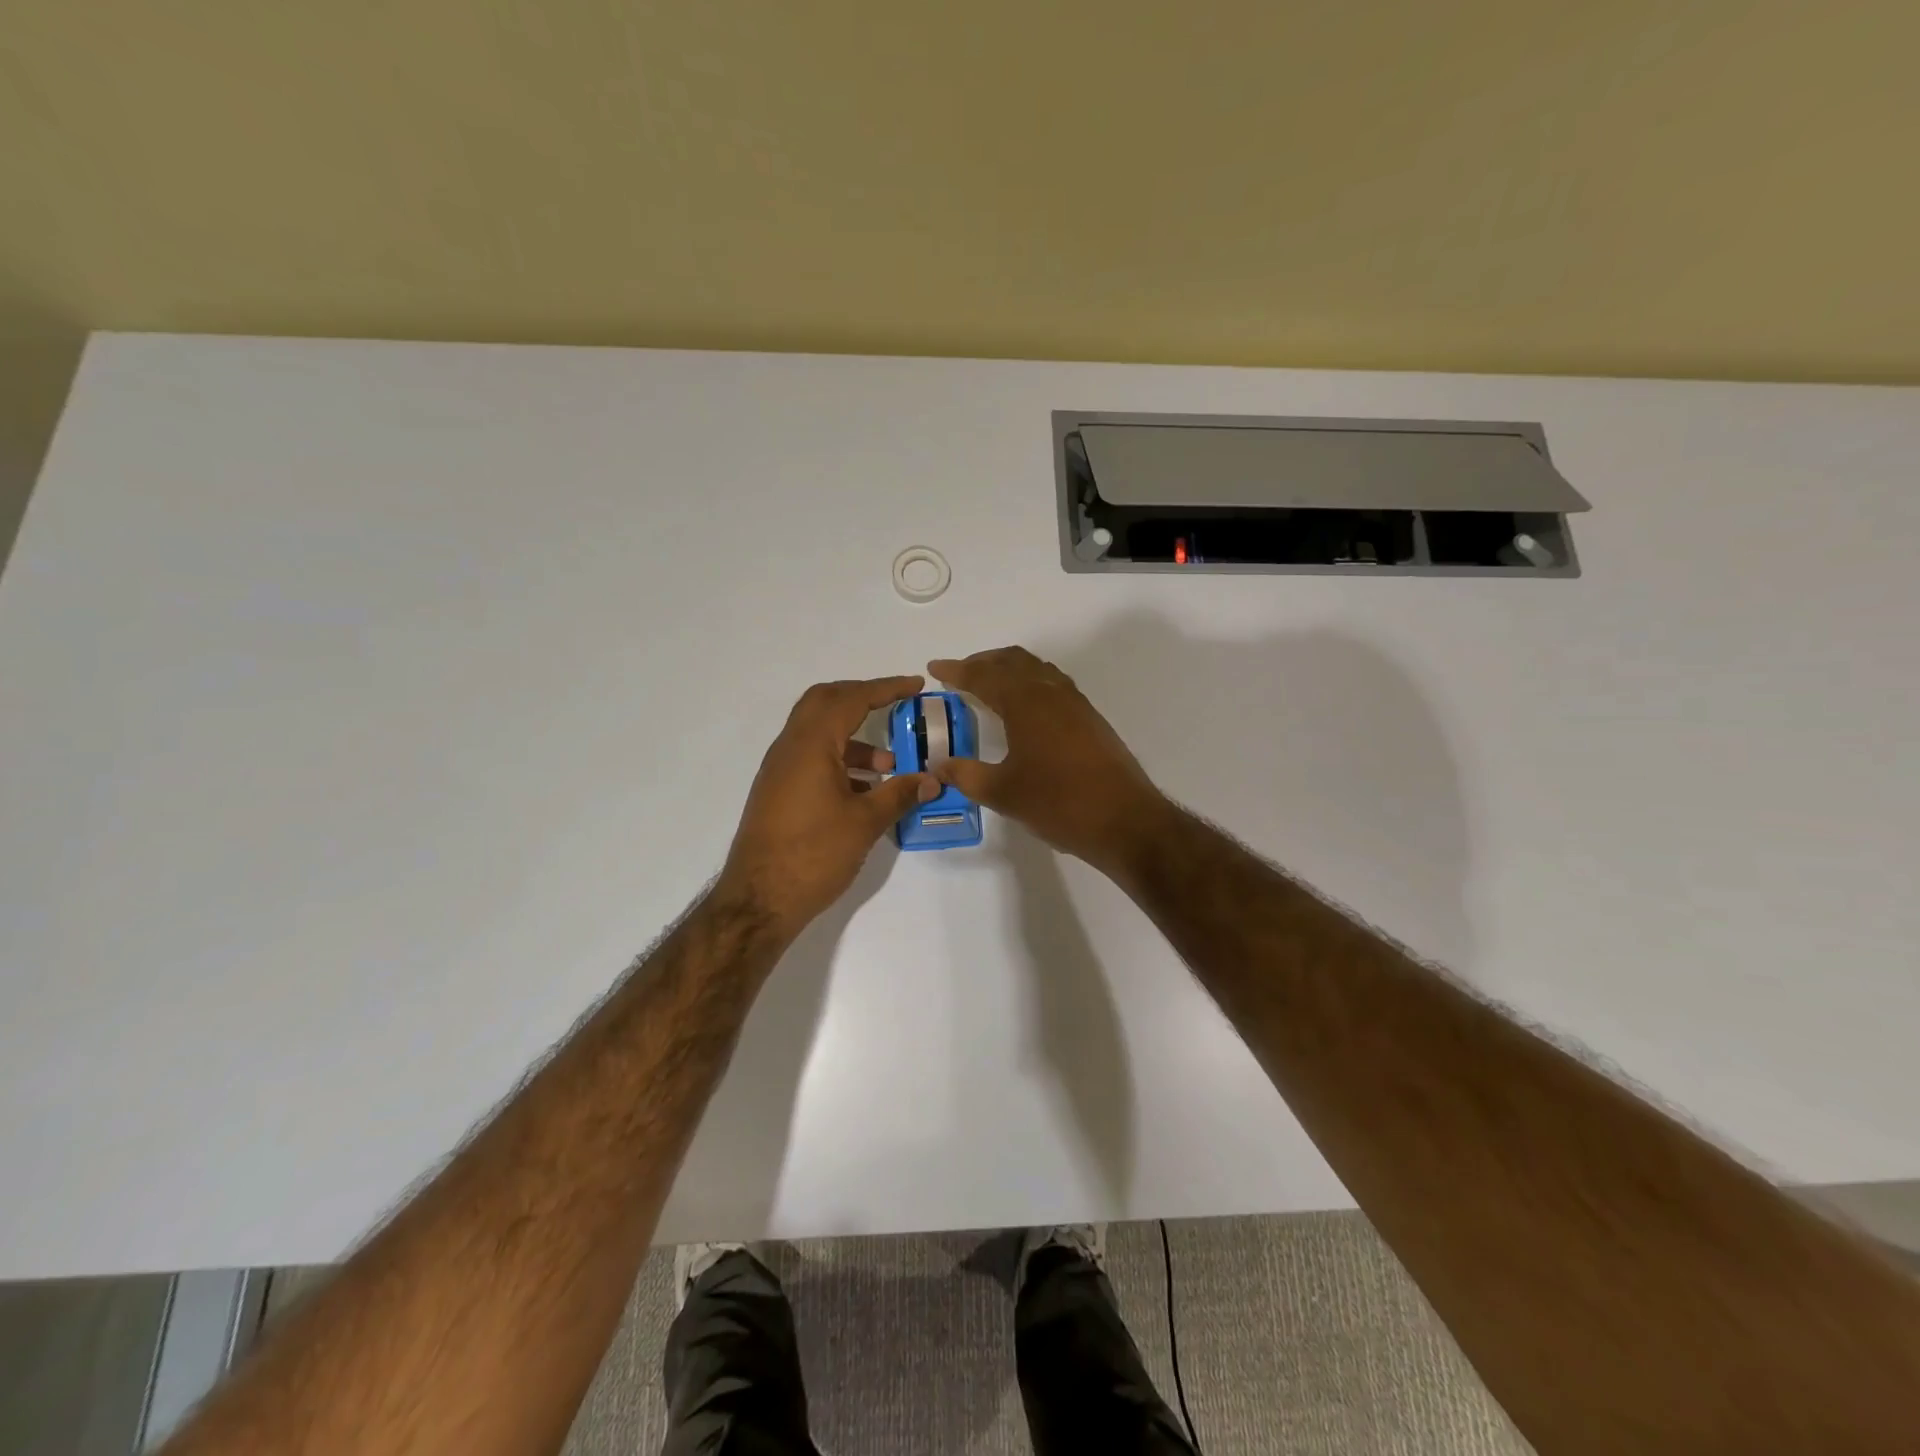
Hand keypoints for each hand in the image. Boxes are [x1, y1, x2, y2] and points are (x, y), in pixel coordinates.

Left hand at [716, 676, 938, 935]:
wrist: (758, 899)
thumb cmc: (814, 854)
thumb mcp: (865, 823)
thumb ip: (900, 794)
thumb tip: (934, 780)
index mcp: (810, 745)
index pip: (851, 699)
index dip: (886, 688)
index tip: (916, 685)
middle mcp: (790, 747)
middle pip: (825, 702)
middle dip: (862, 698)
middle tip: (895, 705)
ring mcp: (779, 769)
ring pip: (817, 732)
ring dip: (853, 737)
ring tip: (890, 765)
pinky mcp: (777, 790)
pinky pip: (811, 757)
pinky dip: (839, 759)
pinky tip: (864, 789)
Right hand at [927, 647, 1166, 873]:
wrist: (1125, 820)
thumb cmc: (1058, 803)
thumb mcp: (1003, 793)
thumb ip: (966, 775)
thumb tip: (939, 765)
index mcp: (1026, 702)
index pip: (984, 675)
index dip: (957, 670)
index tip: (935, 667)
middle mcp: (1051, 692)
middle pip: (1013, 661)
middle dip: (984, 662)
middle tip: (960, 674)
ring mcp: (1076, 704)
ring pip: (1037, 669)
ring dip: (1010, 670)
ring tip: (990, 686)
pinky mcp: (1091, 719)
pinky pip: (1053, 685)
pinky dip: (1030, 684)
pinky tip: (1025, 709)